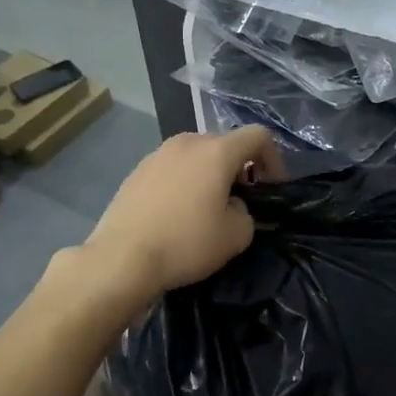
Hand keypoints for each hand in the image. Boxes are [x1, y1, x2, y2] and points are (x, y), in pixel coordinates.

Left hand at [81, 127, 283, 301]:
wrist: (121, 259)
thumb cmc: (186, 243)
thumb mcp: (236, 235)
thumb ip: (246, 213)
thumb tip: (232, 206)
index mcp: (216, 151)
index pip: (257, 136)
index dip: (274, 158)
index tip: (272, 186)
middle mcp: (187, 143)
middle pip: (225, 144)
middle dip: (239, 168)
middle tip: (241, 200)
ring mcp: (157, 155)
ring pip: (196, 157)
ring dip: (209, 175)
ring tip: (207, 208)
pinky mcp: (136, 172)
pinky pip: (172, 170)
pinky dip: (184, 184)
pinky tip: (177, 215)